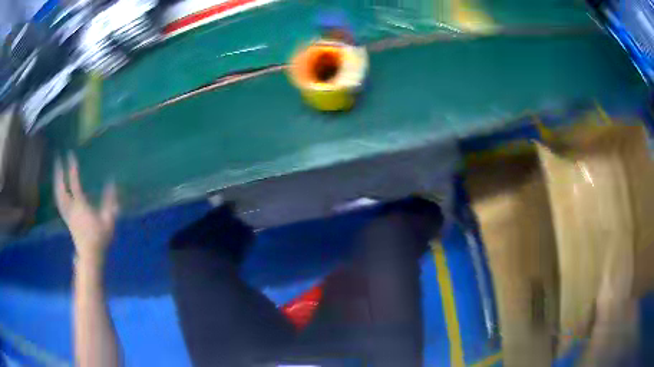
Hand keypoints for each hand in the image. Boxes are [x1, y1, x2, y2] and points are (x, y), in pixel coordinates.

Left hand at [54, 153, 118, 263]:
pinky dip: (57, 192)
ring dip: (56, 181)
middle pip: (61, 188)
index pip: (74, 183)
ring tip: (56, 170)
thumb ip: (110, 200)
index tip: (70, 154)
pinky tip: (57, 188)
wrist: (90, 255)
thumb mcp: (108, 219)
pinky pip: (59, 202)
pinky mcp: (66, 219)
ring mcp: (67, 214)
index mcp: (80, 206)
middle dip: (59, 172)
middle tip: (57, 158)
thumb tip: (112, 182)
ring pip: (58, 195)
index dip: (72, 168)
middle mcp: (71, 208)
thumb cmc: (100, 238)